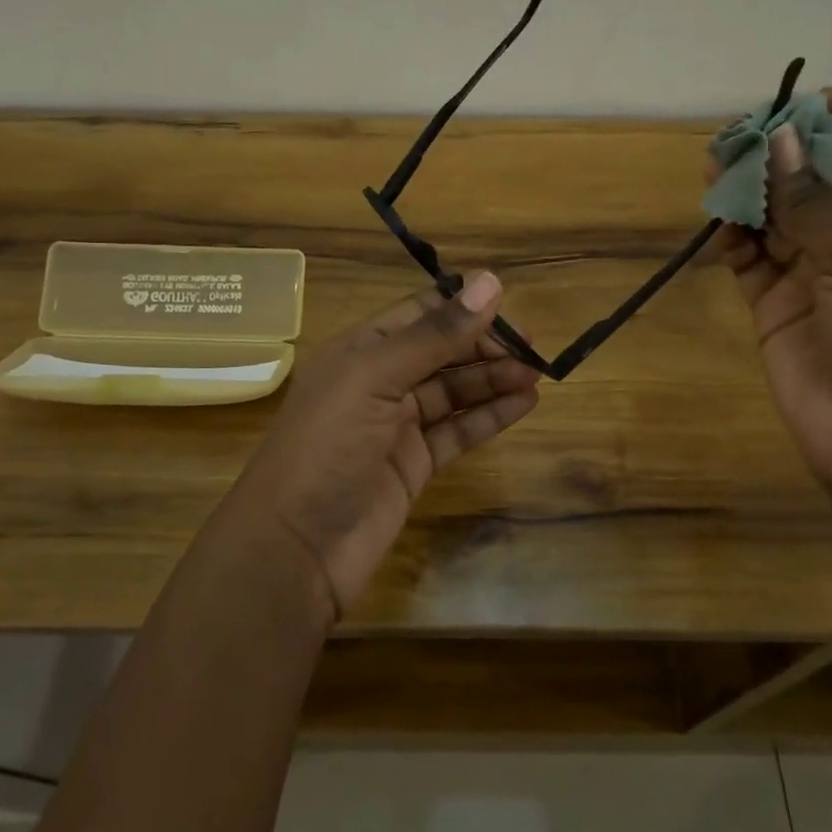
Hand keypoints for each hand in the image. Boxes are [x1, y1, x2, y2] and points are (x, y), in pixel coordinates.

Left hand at [226, 272, 539, 620]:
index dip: (462, 307)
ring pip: (453, 391)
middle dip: (484, 346)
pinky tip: (524, 404)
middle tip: (532, 349)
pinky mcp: (414, 464)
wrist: (295, 549)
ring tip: (536, 374)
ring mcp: (397, 426)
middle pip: (441, 351)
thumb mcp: (376, 378)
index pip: (419, 313)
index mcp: (360, 350)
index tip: (509, 306)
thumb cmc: (326, 446)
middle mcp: (378, 382)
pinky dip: (489, 416)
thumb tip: (490, 282)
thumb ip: (435, 334)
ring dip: (493, 379)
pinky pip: (458, 430)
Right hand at [708, 90, 831, 492]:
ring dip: (751, 194)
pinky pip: (749, 262)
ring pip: (777, 221)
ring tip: (715, 165)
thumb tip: (781, 141)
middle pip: (820, 185)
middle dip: (787, 156)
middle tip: (743, 132)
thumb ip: (816, 203)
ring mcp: (815, 278)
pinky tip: (716, 224)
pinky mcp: (776, 308)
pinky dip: (732, 241)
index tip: (816, 98)